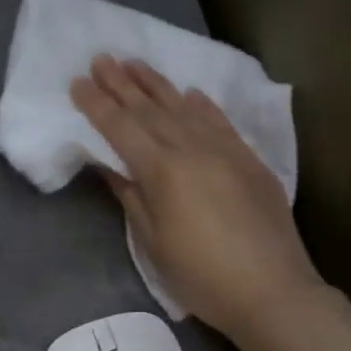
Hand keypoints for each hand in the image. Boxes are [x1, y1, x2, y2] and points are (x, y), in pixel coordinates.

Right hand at [71, 55, 323, 339]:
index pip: (121, 128)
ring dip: (157, 84)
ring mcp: (225, 151)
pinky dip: (202, 105)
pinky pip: (220, 122)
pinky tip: (190, 91)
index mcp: (163, 171)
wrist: (272, 292)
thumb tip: (110, 165)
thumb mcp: (153, 242)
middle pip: (150, 110)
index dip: (97, 104)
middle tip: (101, 58)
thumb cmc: (201, 276)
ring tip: (135, 62)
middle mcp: (193, 150)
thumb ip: (131, 196)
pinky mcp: (249, 161)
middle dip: (122, 84)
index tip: (77, 82)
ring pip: (184, 108)